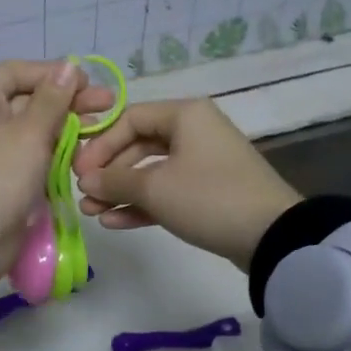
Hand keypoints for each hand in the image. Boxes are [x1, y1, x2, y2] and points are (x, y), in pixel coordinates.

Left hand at [0, 60, 115, 279]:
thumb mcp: (28, 134)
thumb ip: (52, 99)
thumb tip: (68, 65)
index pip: (19, 72)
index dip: (54, 73)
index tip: (88, 83)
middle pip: (31, 100)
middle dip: (70, 102)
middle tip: (110, 106)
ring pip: (37, 130)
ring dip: (69, 129)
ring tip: (103, 132)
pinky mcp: (7, 176)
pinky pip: (36, 155)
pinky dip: (58, 153)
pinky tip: (86, 156)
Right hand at [73, 98, 301, 270]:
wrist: (271, 235)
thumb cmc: (208, 197)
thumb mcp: (155, 188)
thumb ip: (114, 181)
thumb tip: (85, 180)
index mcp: (185, 115)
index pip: (129, 119)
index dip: (100, 144)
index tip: (79, 171)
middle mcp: (194, 132)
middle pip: (138, 146)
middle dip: (108, 173)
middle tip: (82, 194)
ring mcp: (201, 163)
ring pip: (150, 172)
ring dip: (120, 192)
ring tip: (91, 213)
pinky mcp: (207, 192)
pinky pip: (166, 191)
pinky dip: (142, 204)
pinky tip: (114, 222)